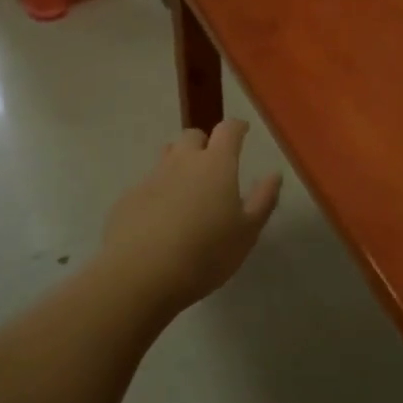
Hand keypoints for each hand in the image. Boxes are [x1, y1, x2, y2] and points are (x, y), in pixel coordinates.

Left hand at [98, 120, 281, 314]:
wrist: (140, 275)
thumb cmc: (205, 254)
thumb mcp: (246, 233)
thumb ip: (263, 200)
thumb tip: (274, 175)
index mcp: (216, 165)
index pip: (228, 130)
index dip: (237, 127)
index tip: (243, 131)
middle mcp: (182, 162)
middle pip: (193, 136)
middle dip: (205, 144)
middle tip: (214, 165)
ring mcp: (151, 178)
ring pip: (167, 157)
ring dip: (179, 163)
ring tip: (188, 190)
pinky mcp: (128, 198)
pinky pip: (148, 184)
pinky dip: (159, 192)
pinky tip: (161, 219)